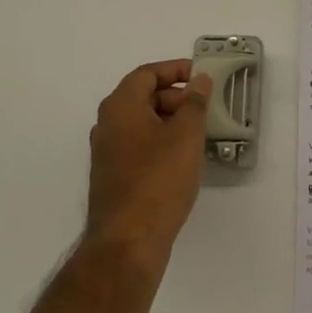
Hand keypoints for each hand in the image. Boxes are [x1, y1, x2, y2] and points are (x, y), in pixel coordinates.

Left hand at [85, 60, 212, 270]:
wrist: (128, 242)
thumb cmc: (158, 180)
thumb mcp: (186, 135)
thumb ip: (195, 102)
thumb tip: (200, 79)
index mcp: (120, 107)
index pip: (146, 74)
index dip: (175, 70)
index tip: (201, 76)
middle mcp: (107, 124)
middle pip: (143, 96)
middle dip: (175, 97)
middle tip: (204, 108)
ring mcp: (107, 153)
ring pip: (141, 123)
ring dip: (170, 121)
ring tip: (199, 133)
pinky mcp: (113, 176)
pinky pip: (139, 145)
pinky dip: (160, 142)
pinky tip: (183, 159)